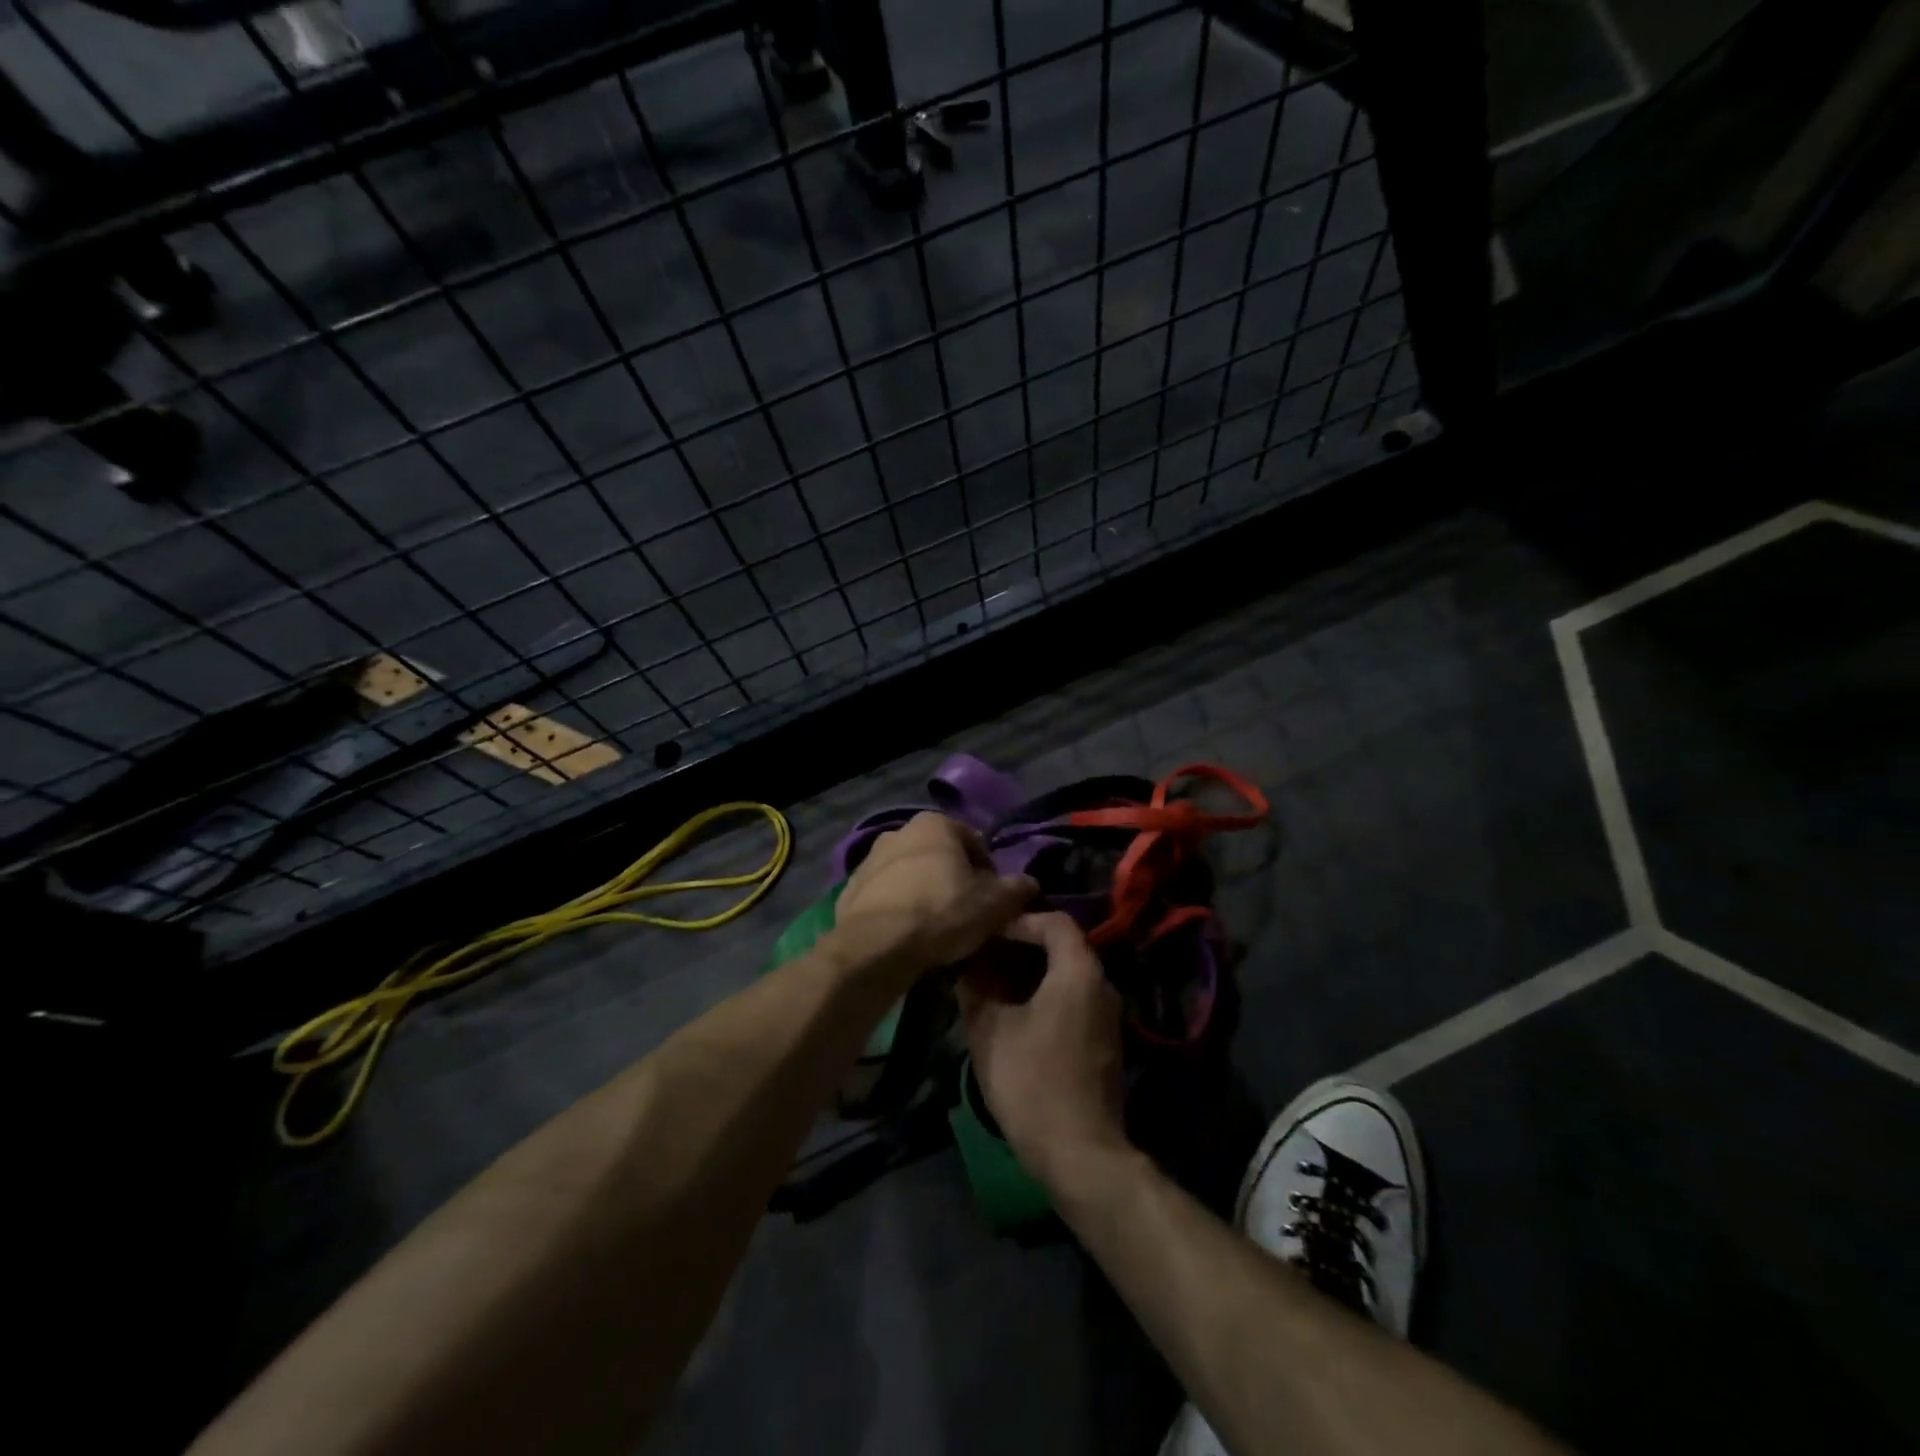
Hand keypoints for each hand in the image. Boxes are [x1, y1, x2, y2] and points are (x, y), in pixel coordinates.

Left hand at [830, 812, 1034, 978]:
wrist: (876, 945)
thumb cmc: (942, 912)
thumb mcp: (994, 904)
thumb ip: (1017, 889)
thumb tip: (1029, 883)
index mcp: (935, 824)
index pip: (975, 843)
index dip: (990, 873)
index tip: (993, 901)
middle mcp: (899, 831)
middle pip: (940, 856)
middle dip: (954, 879)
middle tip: (966, 913)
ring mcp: (869, 859)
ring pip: (910, 874)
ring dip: (924, 892)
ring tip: (935, 928)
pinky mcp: (850, 888)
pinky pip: (885, 896)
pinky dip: (897, 908)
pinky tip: (907, 935)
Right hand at [957, 912, 1126, 1184]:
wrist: (1080, 1152)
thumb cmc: (1033, 1082)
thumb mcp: (991, 1033)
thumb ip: (975, 993)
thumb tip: (964, 973)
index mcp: (1078, 972)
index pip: (1055, 922)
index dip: (1020, 920)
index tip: (989, 933)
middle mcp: (1101, 985)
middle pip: (1064, 946)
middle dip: (1023, 946)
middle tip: (986, 955)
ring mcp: (1108, 1016)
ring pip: (1069, 975)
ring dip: (1034, 973)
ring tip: (994, 983)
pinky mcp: (1105, 1042)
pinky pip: (1075, 1000)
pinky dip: (1047, 995)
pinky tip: (1016, 1014)